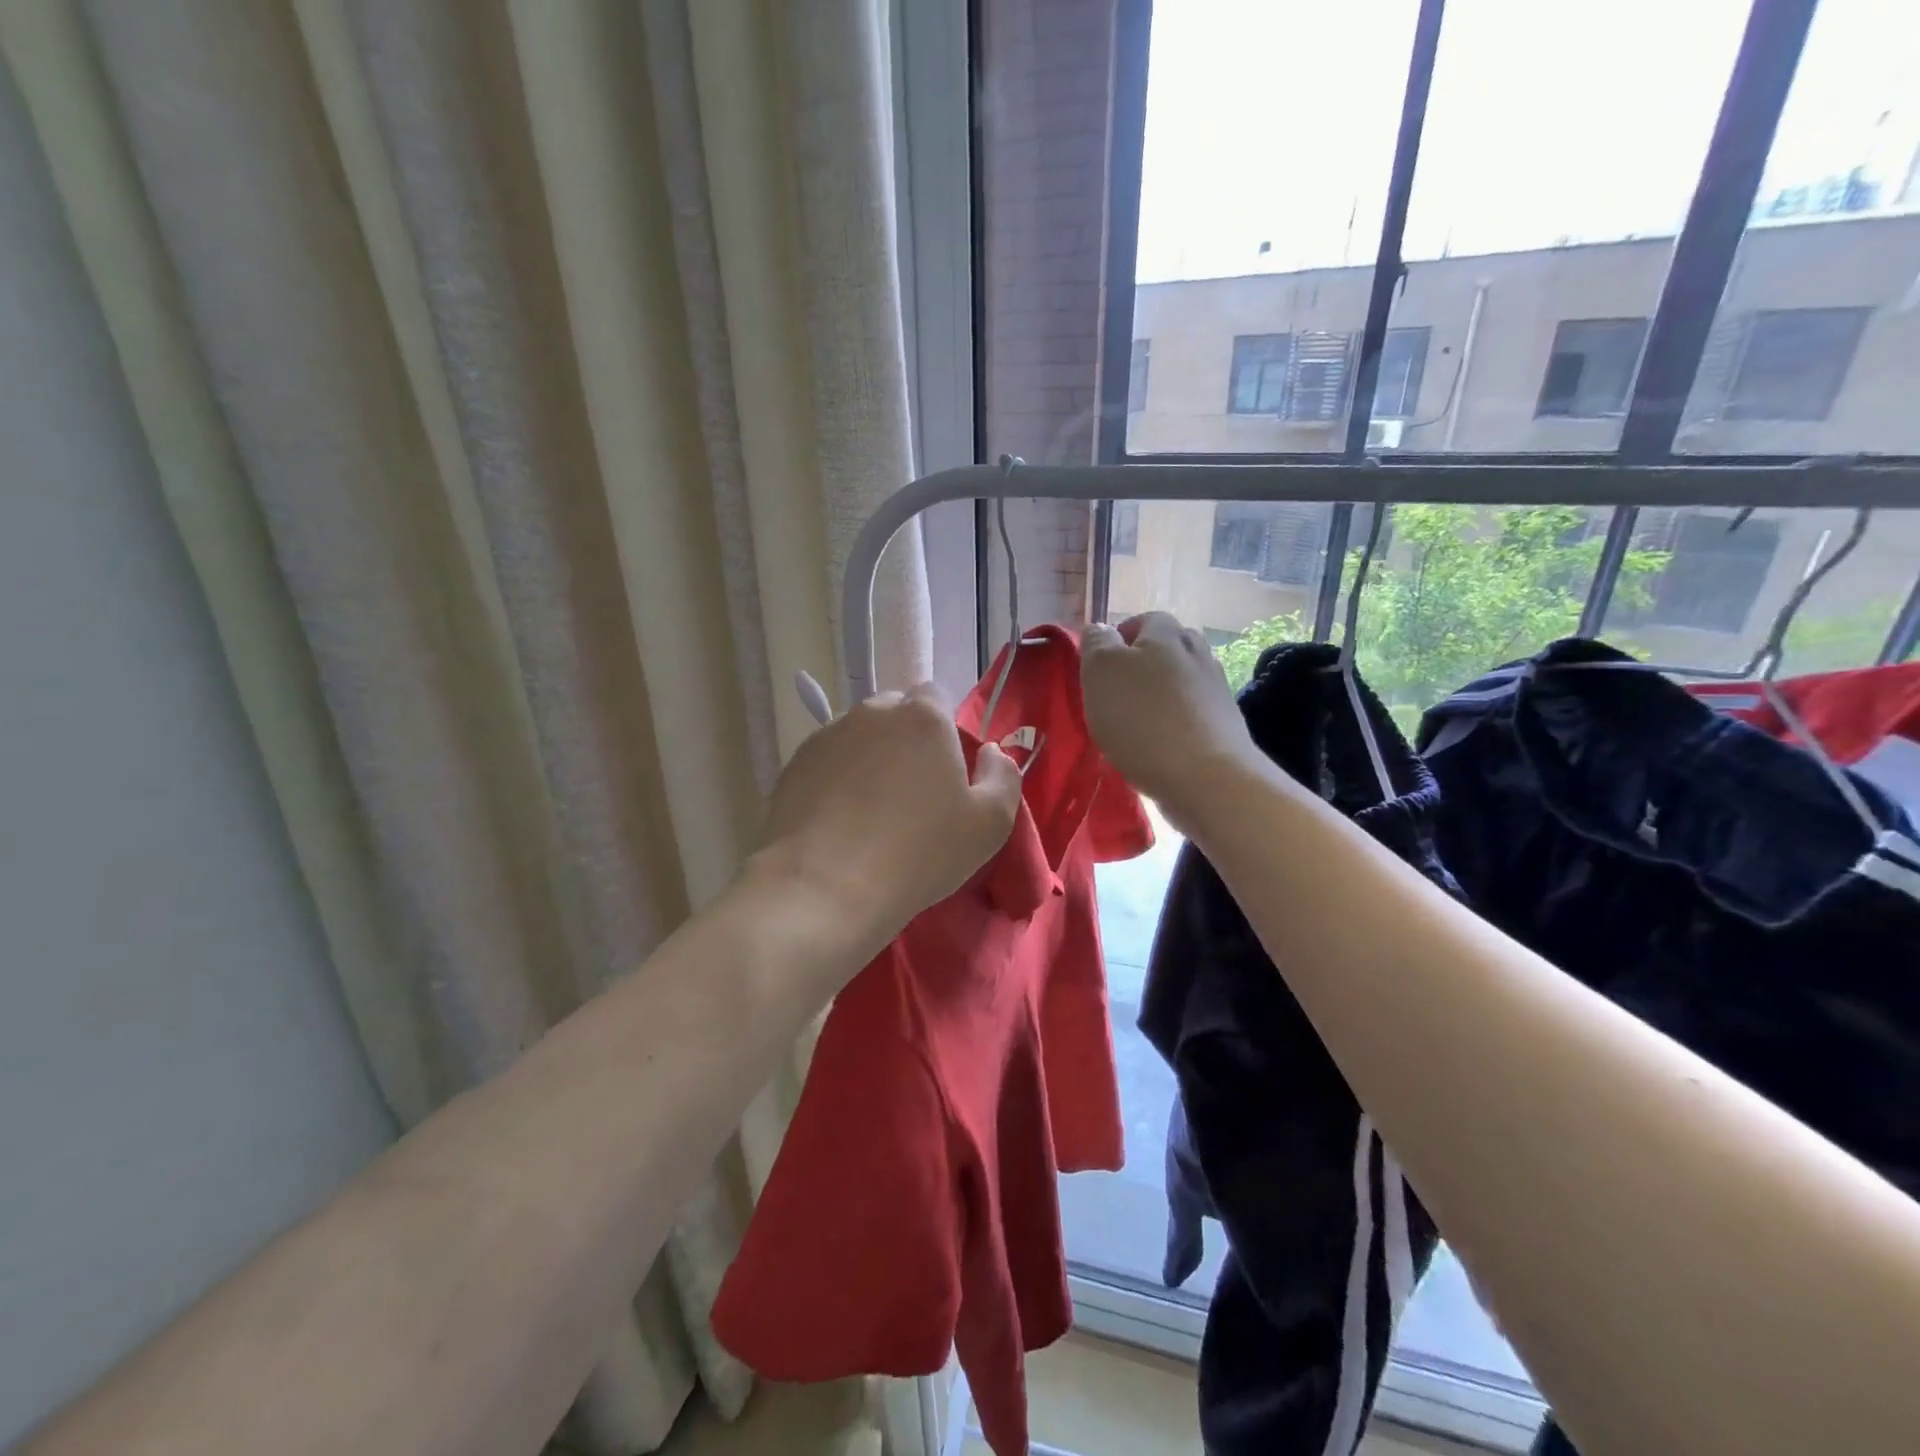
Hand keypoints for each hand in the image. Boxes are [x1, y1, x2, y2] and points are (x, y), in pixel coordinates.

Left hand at [754, 683, 1023, 948]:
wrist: (825, 886)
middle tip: (910, 791)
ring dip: (868, 757)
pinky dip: (835, 777)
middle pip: (894, 712)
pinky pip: (827, 760)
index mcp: (924, 718)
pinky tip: (837, 819)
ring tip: (868, 809)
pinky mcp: (794, 763)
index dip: (944, 728)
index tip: (944, 770)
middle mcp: (872, 713)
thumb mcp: (990, 824)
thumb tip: (991, 753)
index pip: (936, 696)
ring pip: (858, 735)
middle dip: (905, 738)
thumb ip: (1003, 777)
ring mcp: (828, 735)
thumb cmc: (919, 853)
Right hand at [1082, 613, 1254, 816]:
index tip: (1100, 669)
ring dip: (1159, 698)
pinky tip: (1159, 748)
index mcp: (1167, 633)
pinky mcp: (1226, 726)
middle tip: (1116, 696)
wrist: (1207, 778)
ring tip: (1136, 726)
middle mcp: (1198, 653)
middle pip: (1166, 650)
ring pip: (1181, 683)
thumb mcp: (1101, 672)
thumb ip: (1096, 644)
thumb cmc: (1143, 719)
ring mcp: (1217, 690)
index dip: (1120, 638)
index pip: (1143, 620)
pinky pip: (1192, 715)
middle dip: (1142, 667)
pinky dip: (1175, 724)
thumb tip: (1101, 630)